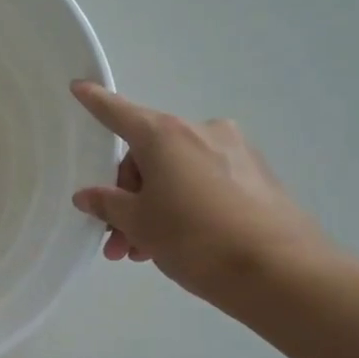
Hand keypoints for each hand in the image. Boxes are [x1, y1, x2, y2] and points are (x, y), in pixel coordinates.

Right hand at [69, 82, 330, 304]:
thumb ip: (108, 204)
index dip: (96, 102)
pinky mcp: (256, 177)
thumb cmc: (194, 239)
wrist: (280, 271)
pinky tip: (175, 244)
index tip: (78, 86)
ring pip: (175, 174)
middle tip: (115, 239)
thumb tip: (89, 195)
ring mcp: (234, 152)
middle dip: (127, 196)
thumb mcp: (139, 224)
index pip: (119, 113)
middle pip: (147, 156)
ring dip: (152, 209)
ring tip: (141, 252)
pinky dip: (182, 206)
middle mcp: (201, 132)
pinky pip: (203, 184)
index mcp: (166, 136)